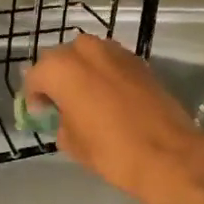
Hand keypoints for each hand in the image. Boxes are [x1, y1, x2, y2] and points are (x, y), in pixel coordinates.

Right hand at [21, 34, 203, 203]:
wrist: (169, 154)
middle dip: (57, 78)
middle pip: (61, 59)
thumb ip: (59, 119)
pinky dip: (104, 74)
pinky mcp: (139, 60)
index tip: (40, 114)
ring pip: (87, 55)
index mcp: (62, 68)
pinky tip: (110, 98)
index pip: (36, 76)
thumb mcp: (71, 142)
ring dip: (81, 72)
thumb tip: (64, 113)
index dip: (34, 97)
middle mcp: (86, 49)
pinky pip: (110, 62)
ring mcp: (115, 51)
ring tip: (85, 98)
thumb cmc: (112, 151)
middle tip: (60, 104)